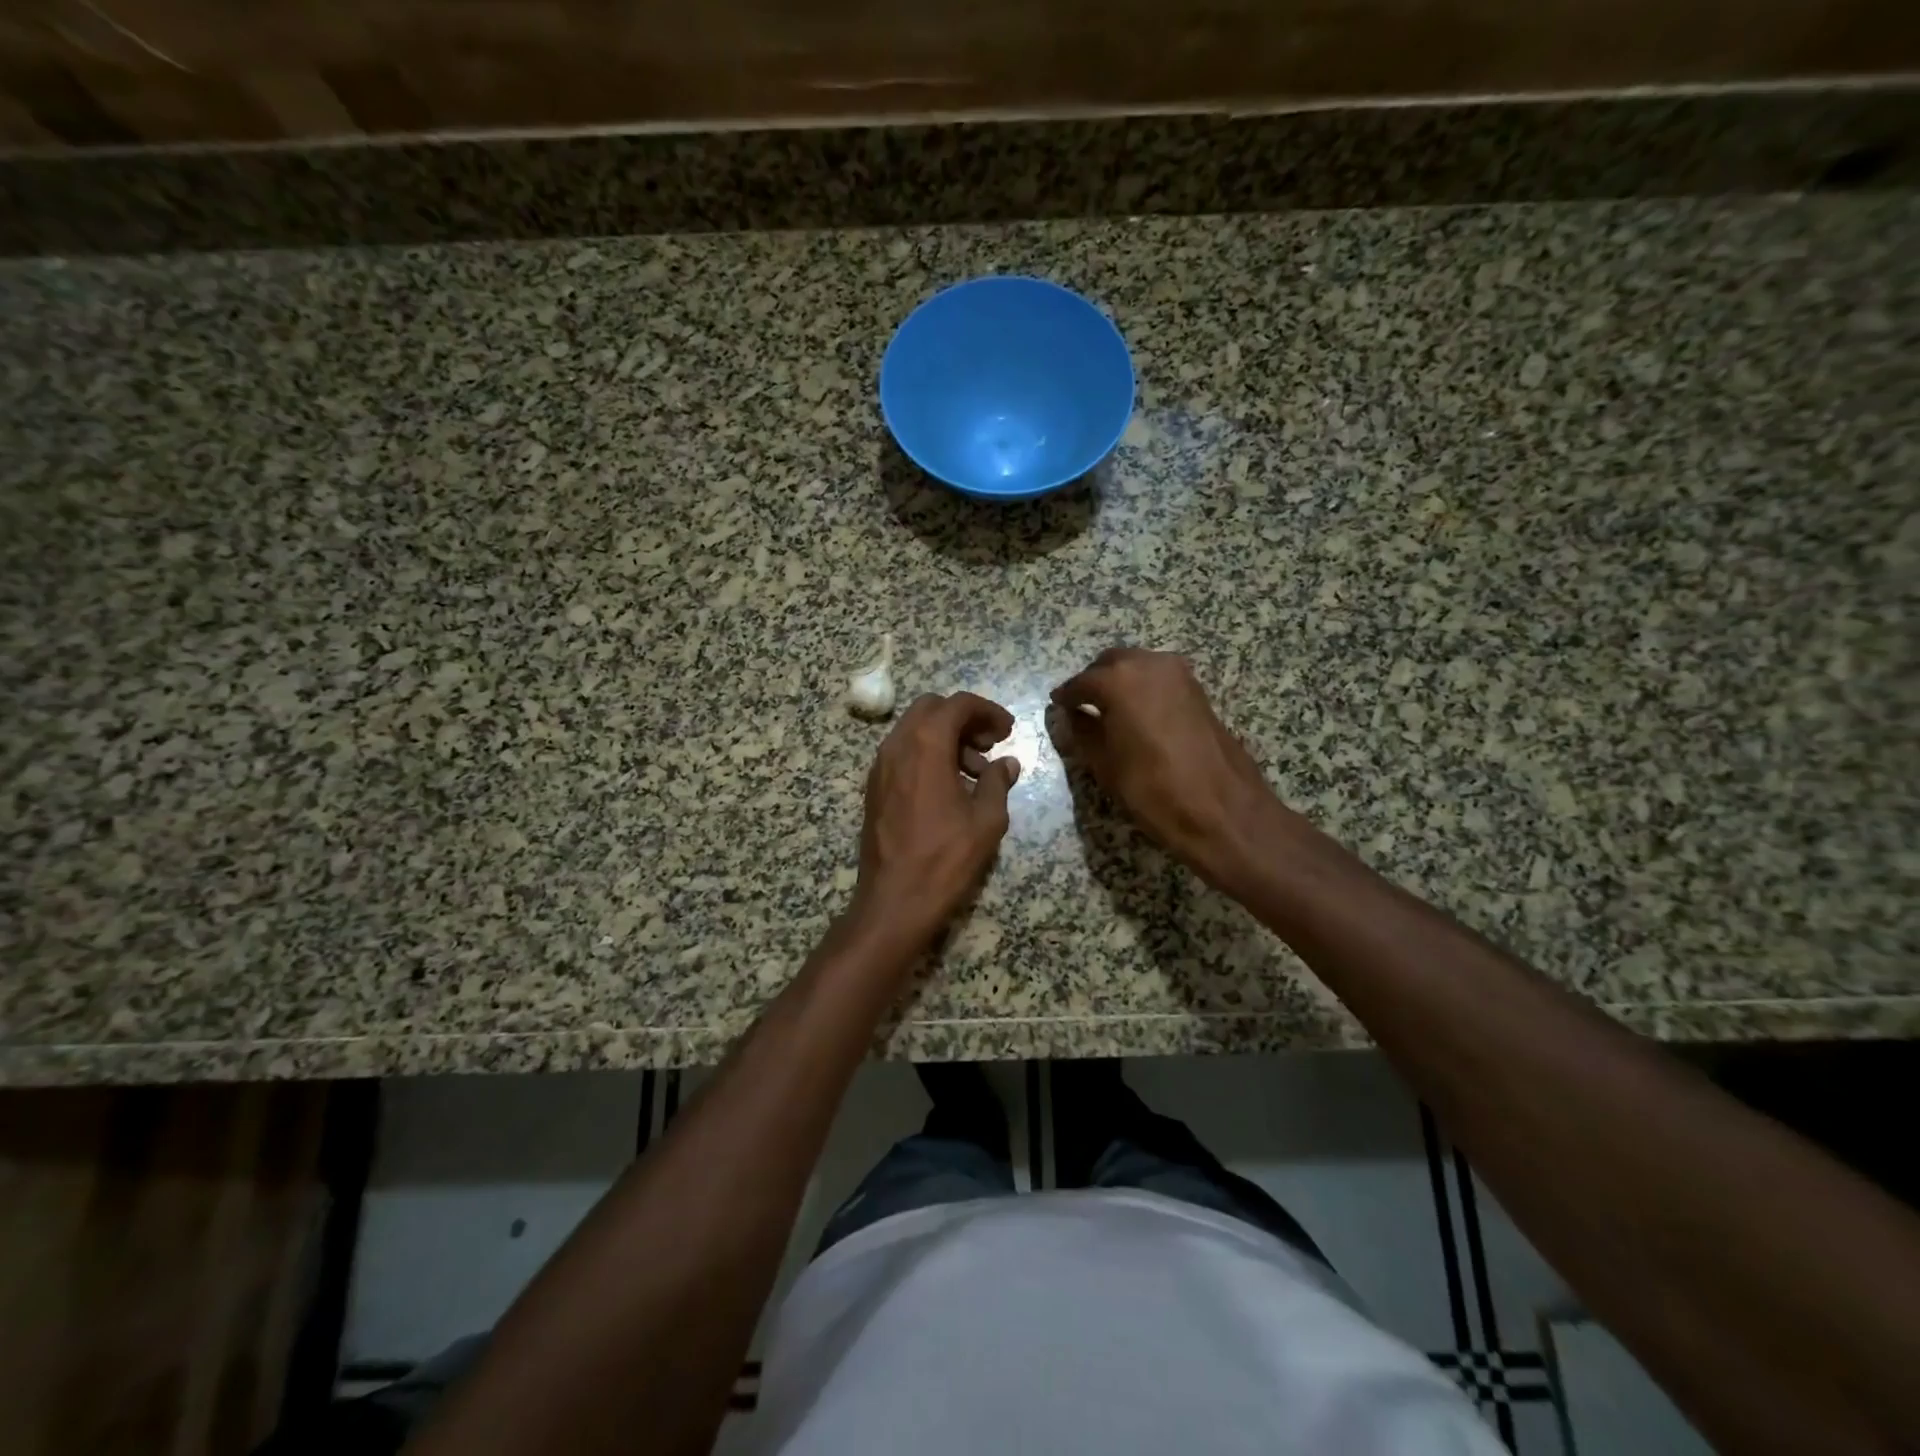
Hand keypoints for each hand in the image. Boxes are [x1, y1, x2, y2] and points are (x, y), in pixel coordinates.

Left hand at [850, 692, 1020, 948]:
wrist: (894, 900)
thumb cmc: (946, 858)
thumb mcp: (986, 820)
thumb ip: (997, 782)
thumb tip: (1007, 764)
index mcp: (926, 745)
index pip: (958, 704)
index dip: (987, 711)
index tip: (1007, 731)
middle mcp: (897, 746)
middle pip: (931, 709)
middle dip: (964, 719)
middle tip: (990, 744)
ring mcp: (880, 766)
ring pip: (914, 730)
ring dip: (946, 737)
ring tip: (975, 772)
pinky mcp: (874, 787)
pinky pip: (903, 753)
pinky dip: (927, 754)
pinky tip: (949, 786)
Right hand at [1051, 648, 1280, 883]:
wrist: (1222, 810)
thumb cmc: (1153, 790)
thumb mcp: (1105, 765)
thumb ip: (1082, 732)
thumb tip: (1071, 715)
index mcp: (1119, 680)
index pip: (1081, 682)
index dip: (1066, 696)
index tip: (1057, 705)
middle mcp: (1149, 665)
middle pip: (1111, 663)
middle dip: (1094, 682)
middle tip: (1081, 707)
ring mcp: (1179, 674)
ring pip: (1138, 666)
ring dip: (1120, 682)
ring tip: (1108, 713)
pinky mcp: (1198, 690)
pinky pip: (1159, 679)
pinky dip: (1143, 689)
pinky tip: (1136, 716)